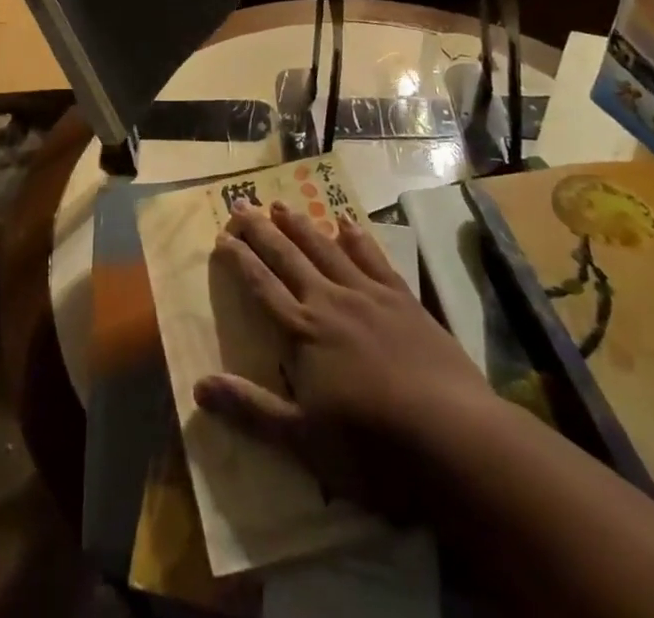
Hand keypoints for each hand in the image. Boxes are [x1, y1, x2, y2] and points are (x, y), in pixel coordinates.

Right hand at [194, 201, 497, 522]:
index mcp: (303, 332)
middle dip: (260, 230)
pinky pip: (374, 259)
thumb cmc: (373, 448)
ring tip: (280, 204)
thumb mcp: (303, 441)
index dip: (240, 260)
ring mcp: (369, 296)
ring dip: (300, 225)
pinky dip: (357, 239)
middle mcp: (330, 301)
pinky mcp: (404, 301)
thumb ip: (251, 409)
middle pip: (288, 257)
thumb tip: (198, 386)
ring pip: (325, 248)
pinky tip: (347, 223)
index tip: (222, 237)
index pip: (261, 286)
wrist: (455, 439)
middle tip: (240, 204)